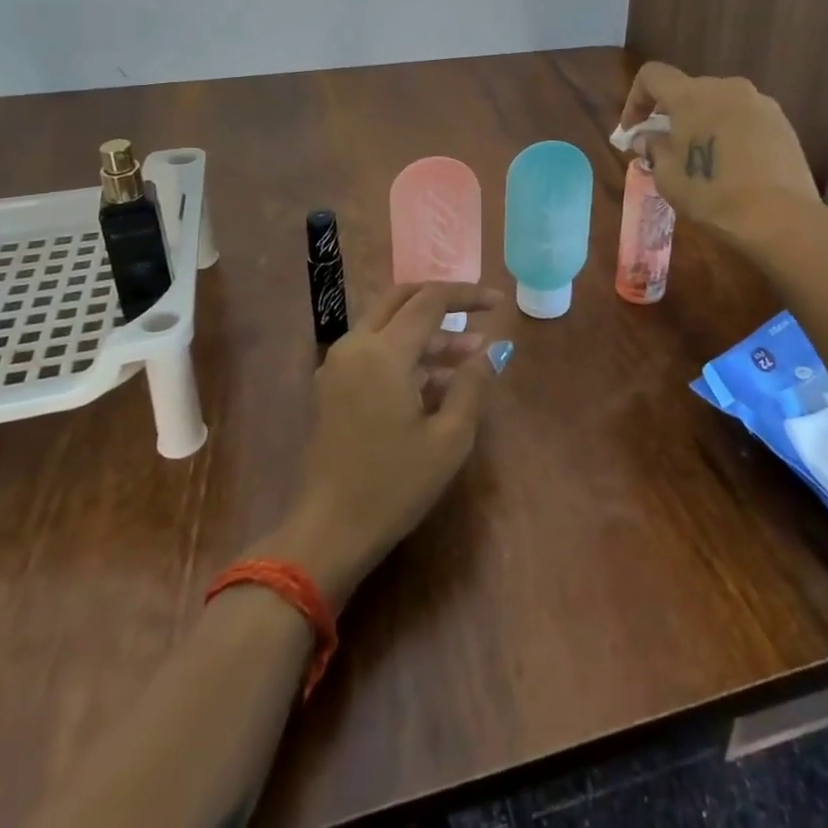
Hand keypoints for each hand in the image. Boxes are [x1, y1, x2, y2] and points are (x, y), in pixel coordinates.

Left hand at [262, 281, 503, 609]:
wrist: (328, 532)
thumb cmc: (394, 486)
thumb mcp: (448, 439)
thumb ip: (472, 385)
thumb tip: (491, 350)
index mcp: (384, 352)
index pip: (431, 300)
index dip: (468, 296)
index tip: (499, 303)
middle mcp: (356, 345)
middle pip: (402, 299)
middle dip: (442, 301)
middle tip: (477, 312)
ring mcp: (339, 364)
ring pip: (388, 324)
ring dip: (427, 332)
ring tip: (470, 356)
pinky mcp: (333, 385)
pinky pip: (374, 349)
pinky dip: (406, 352)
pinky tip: (437, 380)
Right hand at [619, 62, 821, 249]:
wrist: (780, 217)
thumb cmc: (712, 194)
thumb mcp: (668, 176)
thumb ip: (653, 148)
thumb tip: (648, 138)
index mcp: (691, 95)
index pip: (652, 75)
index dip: (636, 99)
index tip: (633, 131)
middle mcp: (726, 87)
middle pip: (688, 90)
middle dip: (672, 115)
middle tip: (666, 148)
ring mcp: (759, 102)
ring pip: (719, 104)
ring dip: (703, 123)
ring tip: (702, 158)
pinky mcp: (782, 121)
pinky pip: (744, 118)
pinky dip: (730, 132)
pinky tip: (733, 165)